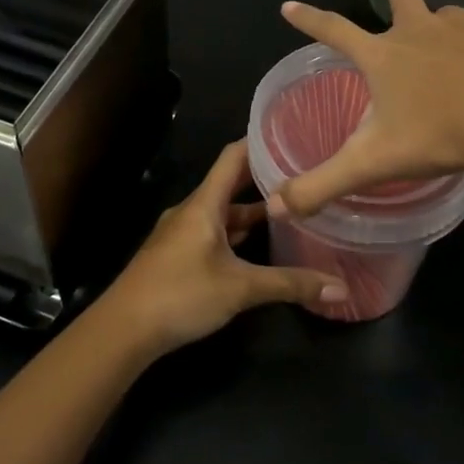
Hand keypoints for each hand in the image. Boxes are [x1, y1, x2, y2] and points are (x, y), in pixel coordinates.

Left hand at [97, 141, 346, 357]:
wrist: (123, 329)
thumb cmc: (181, 294)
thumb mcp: (240, 288)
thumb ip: (290, 284)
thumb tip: (340, 288)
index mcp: (204, 204)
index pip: (233, 156)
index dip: (260, 142)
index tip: (292, 134)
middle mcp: (192, 210)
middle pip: (230, 183)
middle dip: (263, 177)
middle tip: (301, 172)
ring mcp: (181, 233)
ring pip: (221, 211)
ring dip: (250, 209)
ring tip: (288, 207)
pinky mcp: (177, 255)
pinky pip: (212, 231)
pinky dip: (236, 231)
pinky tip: (256, 244)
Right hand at [271, 0, 463, 216]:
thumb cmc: (441, 132)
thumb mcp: (375, 163)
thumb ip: (323, 185)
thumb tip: (276, 207)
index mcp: (383, 54)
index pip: (333, 30)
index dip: (308, 19)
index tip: (289, 6)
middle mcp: (419, 28)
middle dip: (398, 7)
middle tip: (405, 36)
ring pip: (447, 16)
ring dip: (445, 32)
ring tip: (458, 69)